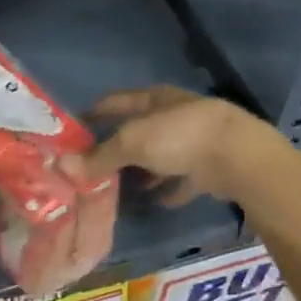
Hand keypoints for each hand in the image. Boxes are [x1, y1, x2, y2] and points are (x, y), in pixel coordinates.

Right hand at [72, 87, 281, 205]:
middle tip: (92, 166)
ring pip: (161, 155)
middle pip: (139, 130)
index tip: (74, 128)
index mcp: (155, 99)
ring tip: (120, 187)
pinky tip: (157, 201)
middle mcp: (174, 116)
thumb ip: (100, 156)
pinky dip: (170, 188)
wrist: (237, 157)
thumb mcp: (132, 143)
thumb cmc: (179, 137)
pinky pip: (183, 179)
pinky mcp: (210, 167)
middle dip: (118, 146)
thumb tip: (63, 166)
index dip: (95, 112)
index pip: (117, 101)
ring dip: (144, 169)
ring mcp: (194, 141)